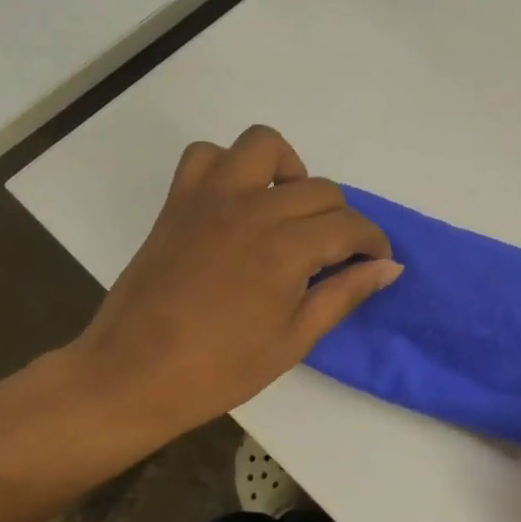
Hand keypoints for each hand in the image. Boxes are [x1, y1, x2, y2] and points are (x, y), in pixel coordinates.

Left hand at [61, 125, 399, 458]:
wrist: (132, 375)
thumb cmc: (220, 369)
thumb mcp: (295, 340)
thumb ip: (344, 294)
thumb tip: (388, 267)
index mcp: (287, 249)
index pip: (351, 226)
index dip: (373, 243)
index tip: (375, 262)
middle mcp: (254, 210)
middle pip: (320, 189)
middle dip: (341, 220)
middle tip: (333, 256)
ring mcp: (211, 198)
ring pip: (265, 146)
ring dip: (289, 171)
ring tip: (289, 210)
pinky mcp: (179, 201)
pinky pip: (206, 155)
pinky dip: (229, 167)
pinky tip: (237, 202)